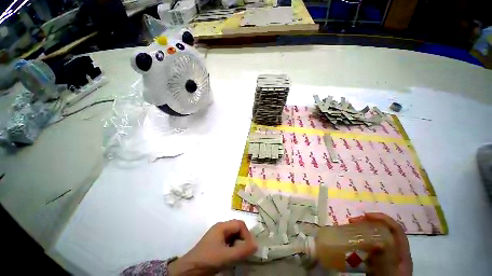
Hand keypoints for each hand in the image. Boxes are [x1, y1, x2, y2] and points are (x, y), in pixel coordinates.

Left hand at [168, 220, 256, 275]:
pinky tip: (232, 257)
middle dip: (243, 239)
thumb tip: (256, 245)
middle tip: (245, 252)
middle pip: (237, 229)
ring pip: (233, 236)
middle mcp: (220, 227)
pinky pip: (229, 241)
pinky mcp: (216, 243)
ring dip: (238, 244)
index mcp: (222, 226)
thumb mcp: (226, 256)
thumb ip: (242, 251)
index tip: (249, 248)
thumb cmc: (208, 259)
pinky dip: (233, 248)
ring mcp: (217, 235)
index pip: (240, 224)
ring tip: (238, 256)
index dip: (247, 234)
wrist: (189, 269)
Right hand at [349, 213, 412, 275]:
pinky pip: (368, 247)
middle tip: (352, 221)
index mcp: (402, 253)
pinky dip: (360, 241)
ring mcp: (385, 257)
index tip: (365, 216)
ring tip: (349, 229)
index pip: (396, 229)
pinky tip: (351, 242)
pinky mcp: (376, 262)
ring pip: (375, 238)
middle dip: (368, 222)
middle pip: (384, 231)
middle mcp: (395, 252)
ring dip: (362, 230)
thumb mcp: (388, 273)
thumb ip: (385, 260)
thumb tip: (377, 243)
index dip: (382, 218)